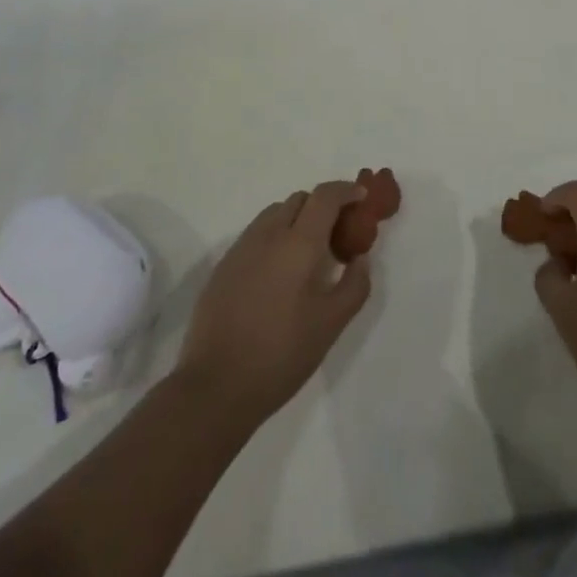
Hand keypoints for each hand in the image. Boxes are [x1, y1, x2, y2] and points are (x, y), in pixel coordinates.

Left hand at [173, 181, 371, 427]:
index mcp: (298, 244)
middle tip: (338, 233)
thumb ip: (354, 285)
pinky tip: (279, 273)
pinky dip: (275, 237)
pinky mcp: (223, 266)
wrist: (215, 387)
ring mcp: (241, 248)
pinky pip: (256, 235)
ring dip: (297, 219)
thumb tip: (360, 258)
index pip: (325, 196)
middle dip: (322, 205)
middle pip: (299, 199)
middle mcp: (268, 235)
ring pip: (274, 213)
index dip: (346, 190)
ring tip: (308, 254)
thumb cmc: (281, 355)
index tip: (362, 197)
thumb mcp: (331, 325)